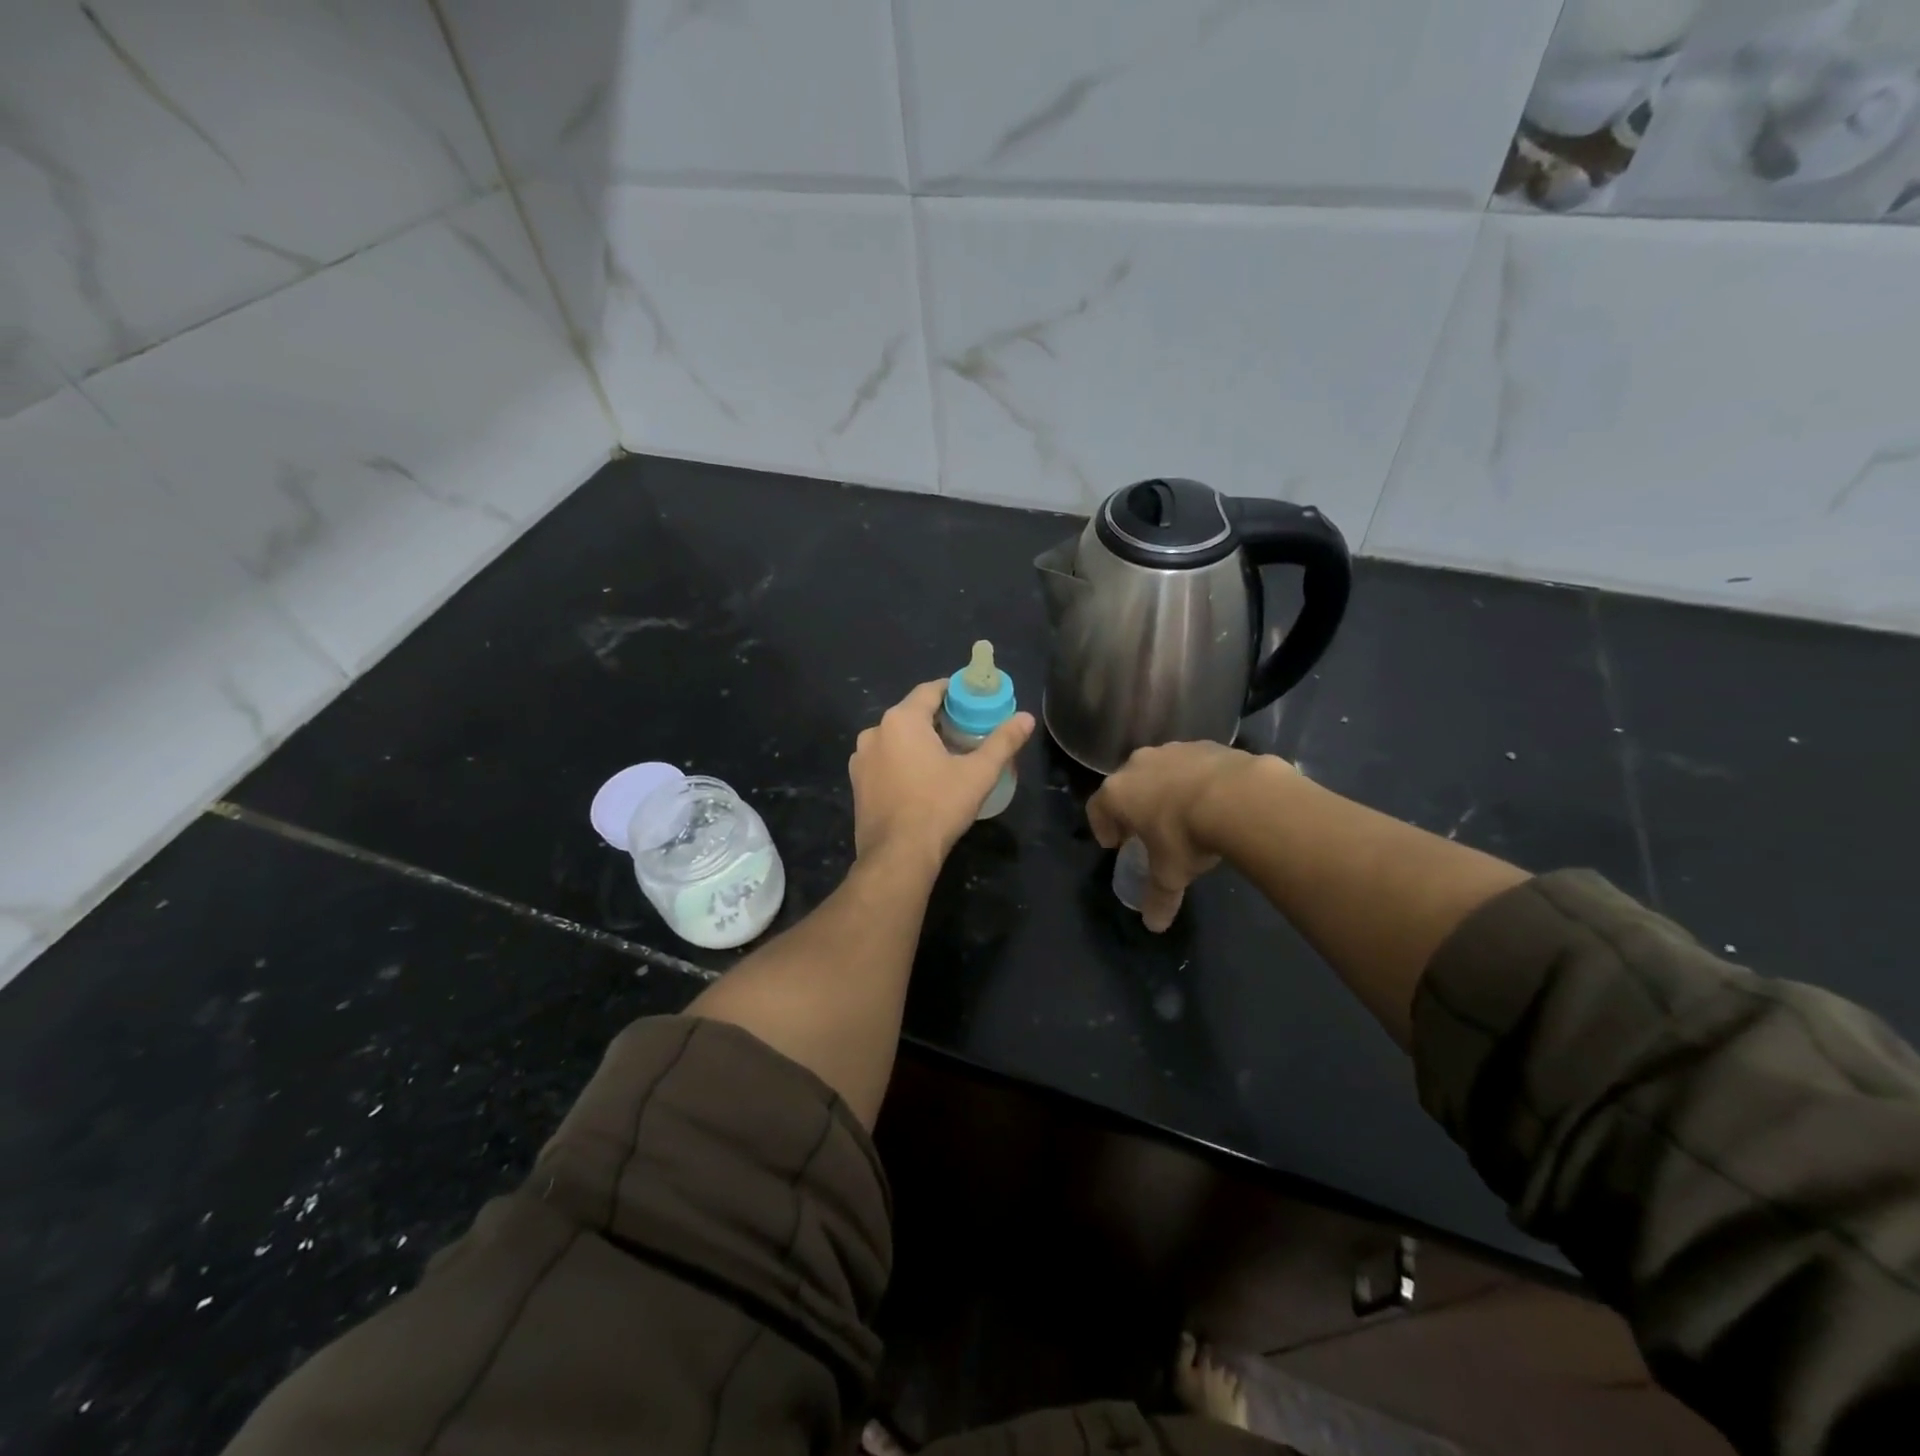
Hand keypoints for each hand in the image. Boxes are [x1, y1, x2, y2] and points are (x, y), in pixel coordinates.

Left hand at [850, 681, 1034, 872]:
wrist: (898, 855)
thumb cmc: (939, 806)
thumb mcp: (978, 773)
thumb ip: (1003, 741)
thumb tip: (1027, 718)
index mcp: (901, 720)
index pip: (929, 690)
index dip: (953, 691)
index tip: (972, 700)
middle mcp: (875, 732)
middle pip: (911, 713)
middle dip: (937, 718)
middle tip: (965, 730)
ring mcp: (861, 758)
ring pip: (895, 738)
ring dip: (917, 741)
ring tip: (944, 756)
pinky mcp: (857, 782)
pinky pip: (884, 760)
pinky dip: (901, 760)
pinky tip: (920, 778)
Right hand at [1087, 742, 1278, 931]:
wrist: (1238, 797)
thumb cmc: (1186, 836)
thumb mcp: (1170, 873)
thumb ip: (1158, 897)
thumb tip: (1153, 925)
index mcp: (1118, 792)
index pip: (1097, 807)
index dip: (1102, 826)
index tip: (1114, 844)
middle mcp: (1138, 764)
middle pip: (1126, 784)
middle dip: (1133, 806)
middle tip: (1146, 829)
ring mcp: (1172, 750)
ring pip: (1159, 770)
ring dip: (1164, 789)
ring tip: (1183, 813)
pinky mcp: (1206, 744)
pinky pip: (1192, 764)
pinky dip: (1195, 779)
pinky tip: (1213, 799)